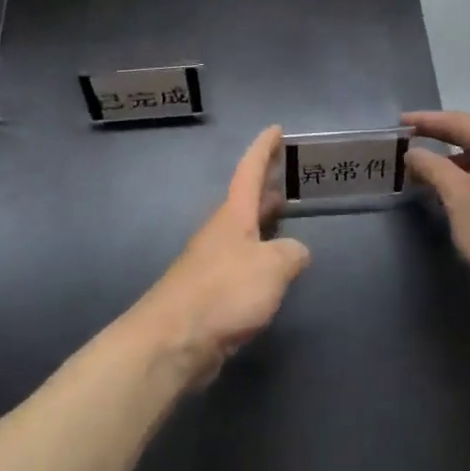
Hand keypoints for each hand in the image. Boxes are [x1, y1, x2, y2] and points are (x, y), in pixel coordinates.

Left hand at [126, 126, 311, 388]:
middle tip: (288, 174)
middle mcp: (220, 233)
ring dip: (263, 220)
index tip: (276, 129)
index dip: (263, 149)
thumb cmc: (223, 293)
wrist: (174, 341)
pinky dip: (259, 255)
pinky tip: (272, 270)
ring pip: (244, 231)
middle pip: (245, 200)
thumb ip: (291, 254)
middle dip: (266, 185)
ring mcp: (212, 262)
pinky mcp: (211, 292)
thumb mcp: (272, 267)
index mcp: (233, 216)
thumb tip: (296, 252)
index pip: (249, 171)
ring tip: (285, 215)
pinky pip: (241, 262)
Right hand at [404, 110, 469, 304]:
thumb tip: (414, 153)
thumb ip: (432, 167)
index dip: (427, 121)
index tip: (400, 123)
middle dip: (441, 140)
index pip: (458, 121)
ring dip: (457, 161)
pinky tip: (457, 190)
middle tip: (411, 144)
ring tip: (428, 172)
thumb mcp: (457, 196)